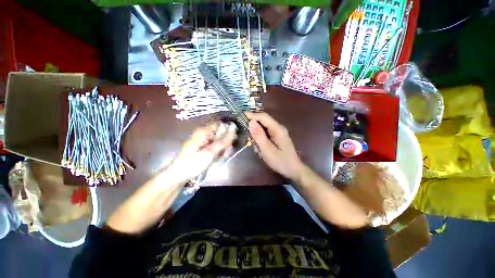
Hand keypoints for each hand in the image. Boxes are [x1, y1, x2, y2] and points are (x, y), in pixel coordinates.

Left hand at [169, 124, 235, 180]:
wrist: (180, 175)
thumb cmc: (194, 163)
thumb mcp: (211, 152)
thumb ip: (223, 142)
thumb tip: (234, 130)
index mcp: (203, 131)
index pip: (220, 125)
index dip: (228, 132)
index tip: (231, 142)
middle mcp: (204, 134)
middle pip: (220, 134)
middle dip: (225, 143)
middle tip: (226, 153)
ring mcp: (203, 141)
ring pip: (218, 141)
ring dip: (222, 149)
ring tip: (222, 157)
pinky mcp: (203, 147)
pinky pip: (214, 146)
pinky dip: (218, 152)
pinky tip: (219, 158)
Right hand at [246, 112, 304, 179]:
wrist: (293, 169)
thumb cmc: (280, 161)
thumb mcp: (267, 149)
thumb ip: (258, 135)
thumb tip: (251, 122)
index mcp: (277, 129)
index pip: (263, 117)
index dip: (252, 115)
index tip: (241, 115)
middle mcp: (278, 128)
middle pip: (263, 121)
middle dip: (253, 126)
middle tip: (245, 134)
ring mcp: (278, 132)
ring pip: (263, 128)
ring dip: (257, 135)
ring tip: (255, 146)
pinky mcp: (277, 137)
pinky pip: (266, 134)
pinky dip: (260, 139)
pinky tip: (260, 148)